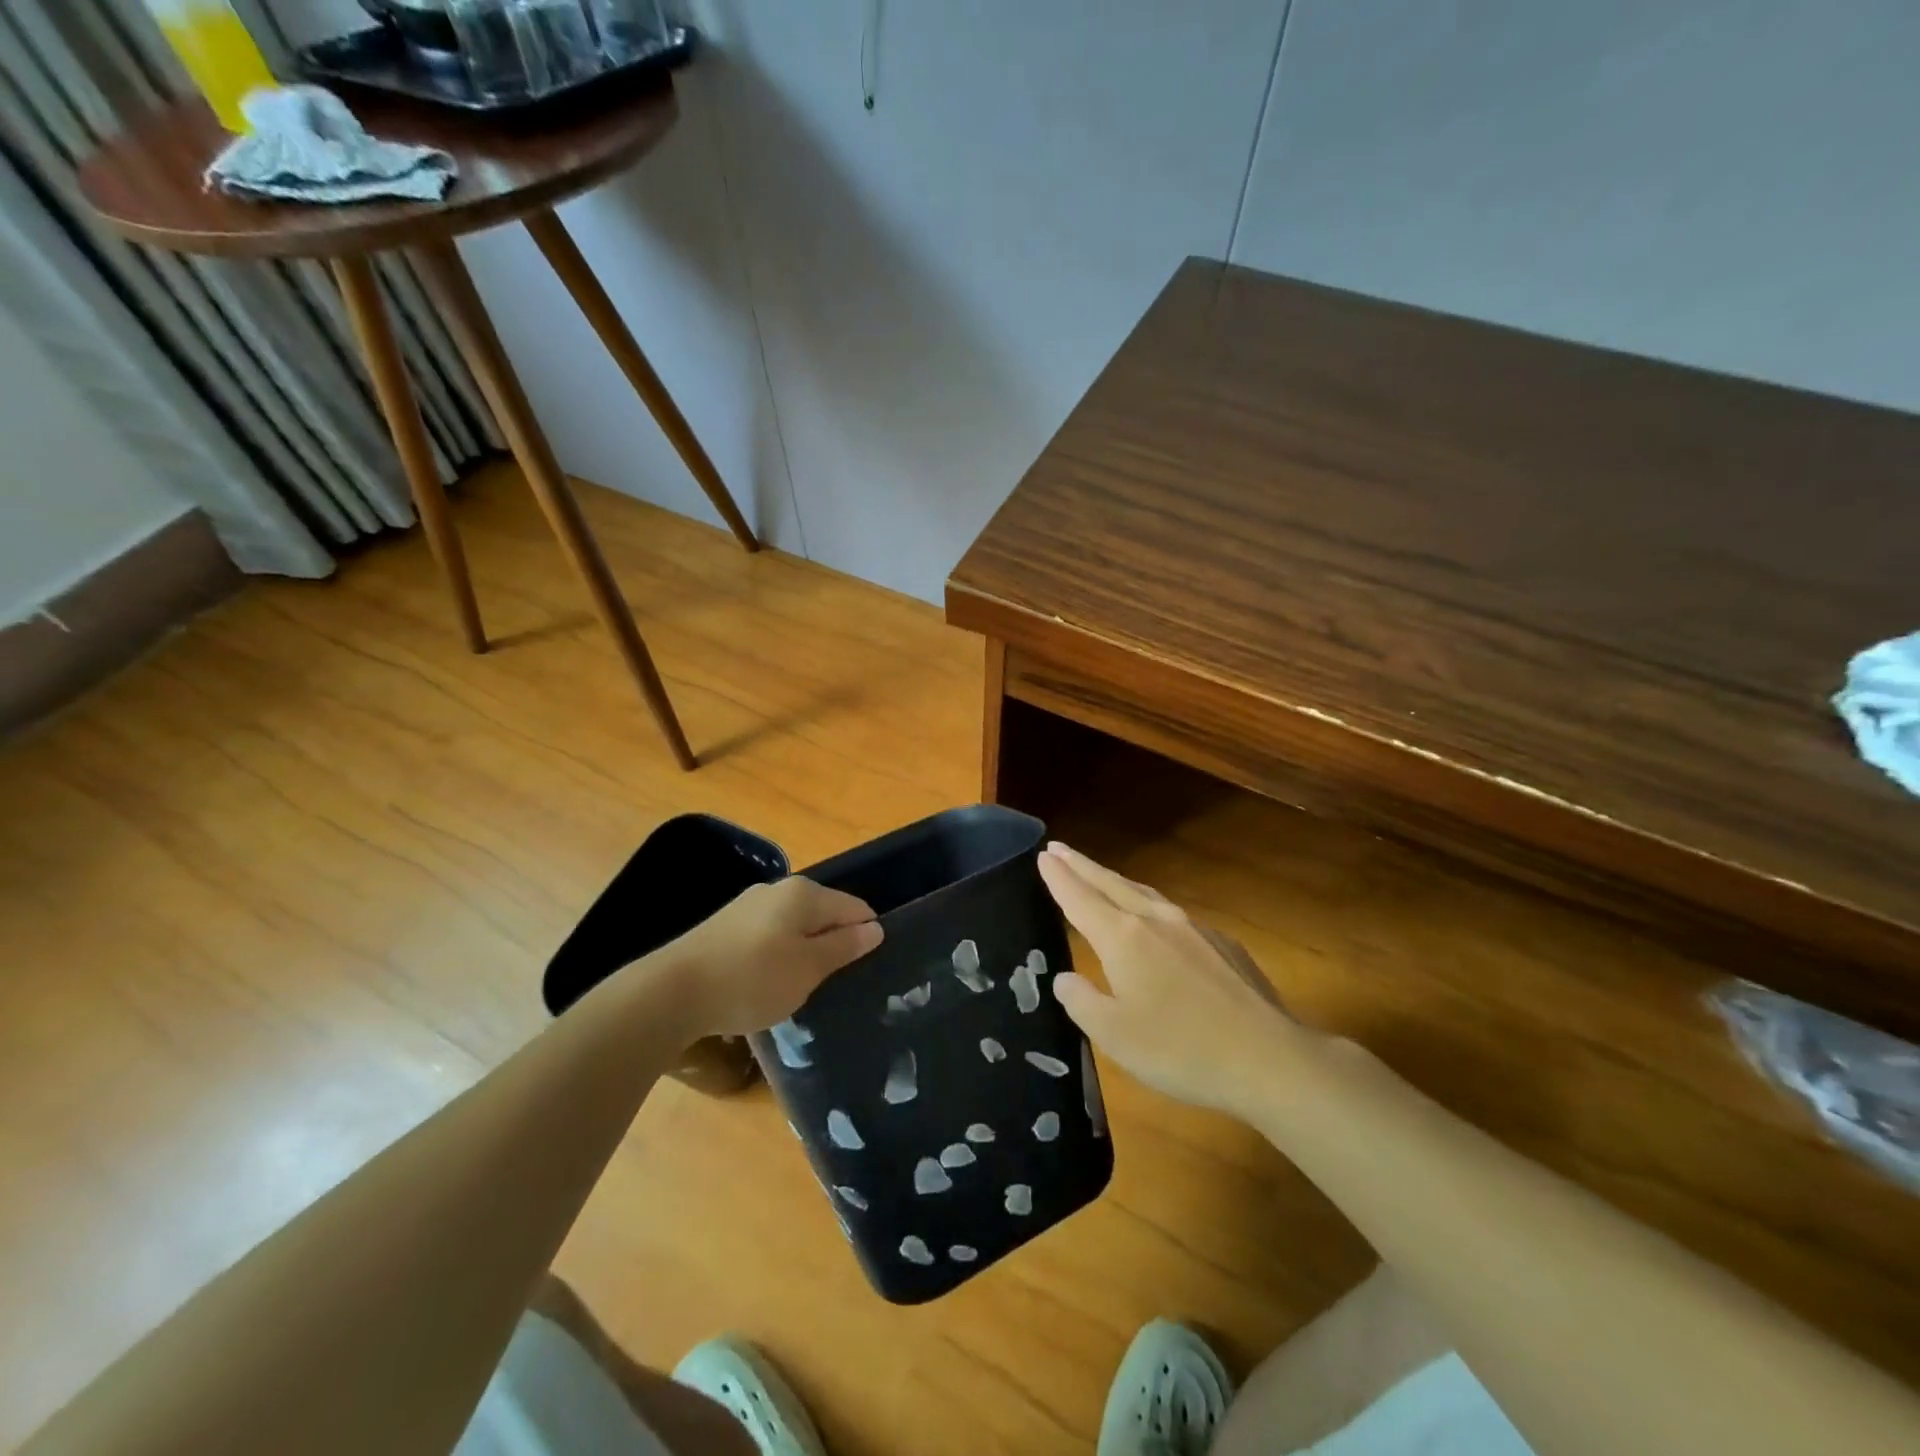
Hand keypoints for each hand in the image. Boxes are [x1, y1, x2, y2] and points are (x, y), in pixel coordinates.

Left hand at [660, 877, 881, 1038]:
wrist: (672, 992)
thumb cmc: (752, 979)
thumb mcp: (808, 969)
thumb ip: (843, 947)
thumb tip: (875, 928)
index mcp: (804, 894)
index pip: (854, 907)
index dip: (866, 934)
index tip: (867, 967)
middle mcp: (777, 890)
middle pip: (822, 913)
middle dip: (833, 943)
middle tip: (835, 983)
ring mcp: (748, 906)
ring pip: (794, 926)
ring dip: (803, 952)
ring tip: (802, 988)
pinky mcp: (726, 926)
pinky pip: (768, 936)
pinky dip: (777, 956)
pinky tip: (767, 983)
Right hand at [1038, 842, 1301, 1116]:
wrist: (1267, 1058)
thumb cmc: (1180, 1050)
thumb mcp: (1114, 1036)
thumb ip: (1082, 1002)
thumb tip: (1065, 978)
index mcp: (1123, 938)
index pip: (1080, 898)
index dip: (1059, 878)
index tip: (1042, 855)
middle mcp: (1156, 920)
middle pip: (1110, 883)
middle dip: (1081, 866)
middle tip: (1058, 849)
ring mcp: (1193, 927)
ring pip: (1143, 893)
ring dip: (1115, 881)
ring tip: (1099, 876)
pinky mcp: (1222, 943)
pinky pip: (1173, 914)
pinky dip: (1149, 906)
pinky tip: (1155, 922)